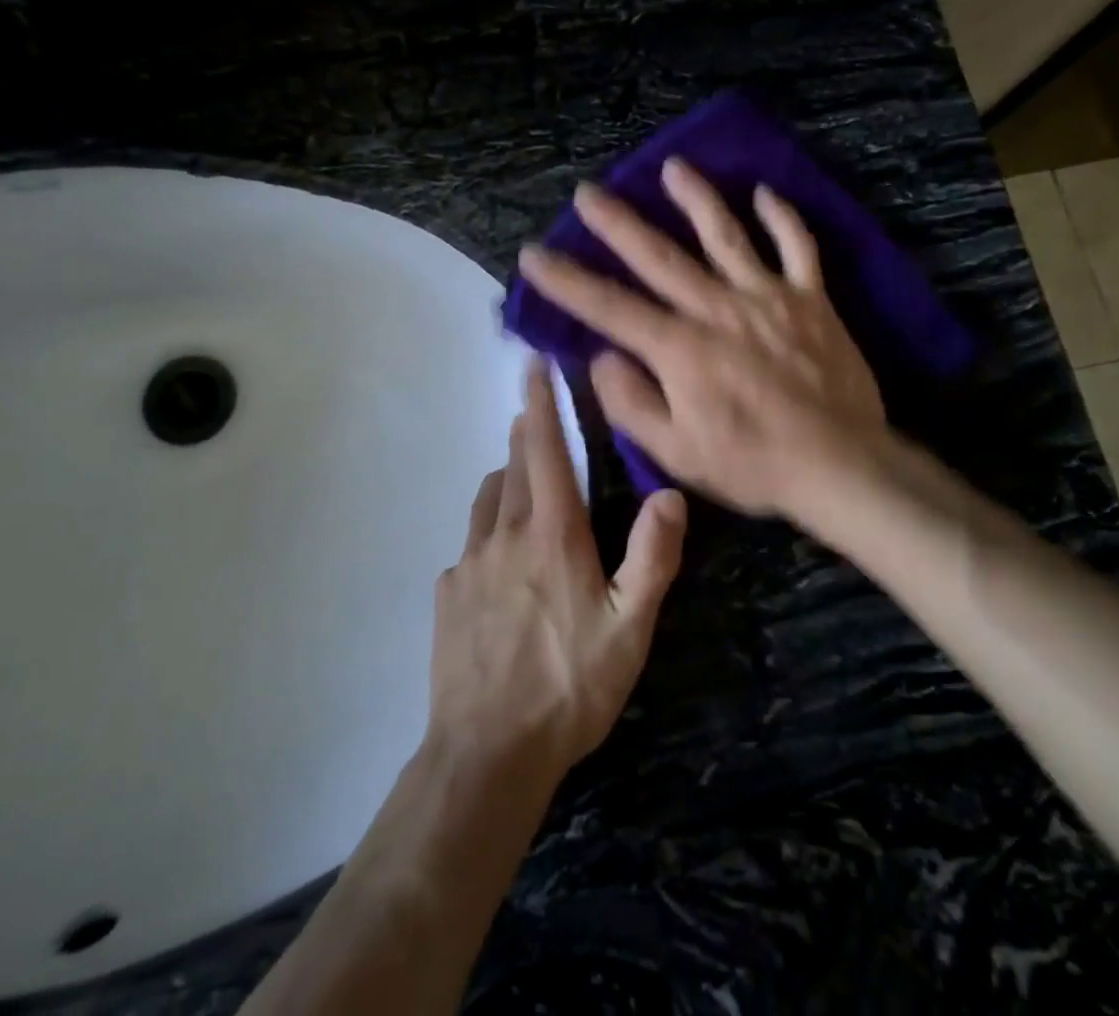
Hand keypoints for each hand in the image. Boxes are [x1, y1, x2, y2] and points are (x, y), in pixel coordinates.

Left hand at [428, 361, 687, 781]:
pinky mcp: (447, 596)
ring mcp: (468, 565)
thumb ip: (652, 558)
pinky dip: (485, 534)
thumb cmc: (569, 686)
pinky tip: (496, 563)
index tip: (532, 365)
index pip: (545, 451)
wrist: (487, 754)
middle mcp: (504, 535)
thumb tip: (671, 495)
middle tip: (534, 418)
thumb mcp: (629, 629)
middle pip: (514, 467)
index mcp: (551, 535)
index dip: (540, 404)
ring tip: (519, 481)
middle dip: (526, 435)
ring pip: (486, 501)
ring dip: (504, 479)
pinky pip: (468, 547)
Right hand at [516, 157, 887, 521]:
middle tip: (589, 192)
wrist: (840, 464)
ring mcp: (767, 297)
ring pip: (726, 235)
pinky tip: (764, 192)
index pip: (609, 307)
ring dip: (697, 198)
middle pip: (659, 256)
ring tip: (673, 167)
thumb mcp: (676, 452)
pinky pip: (797, 247)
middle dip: (618, 223)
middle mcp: (717, 308)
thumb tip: (602, 358)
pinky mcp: (810, 299)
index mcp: (680, 348)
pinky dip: (782, 218)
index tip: (533, 254)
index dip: (565, 280)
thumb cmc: (752, 464)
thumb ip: (631, 402)